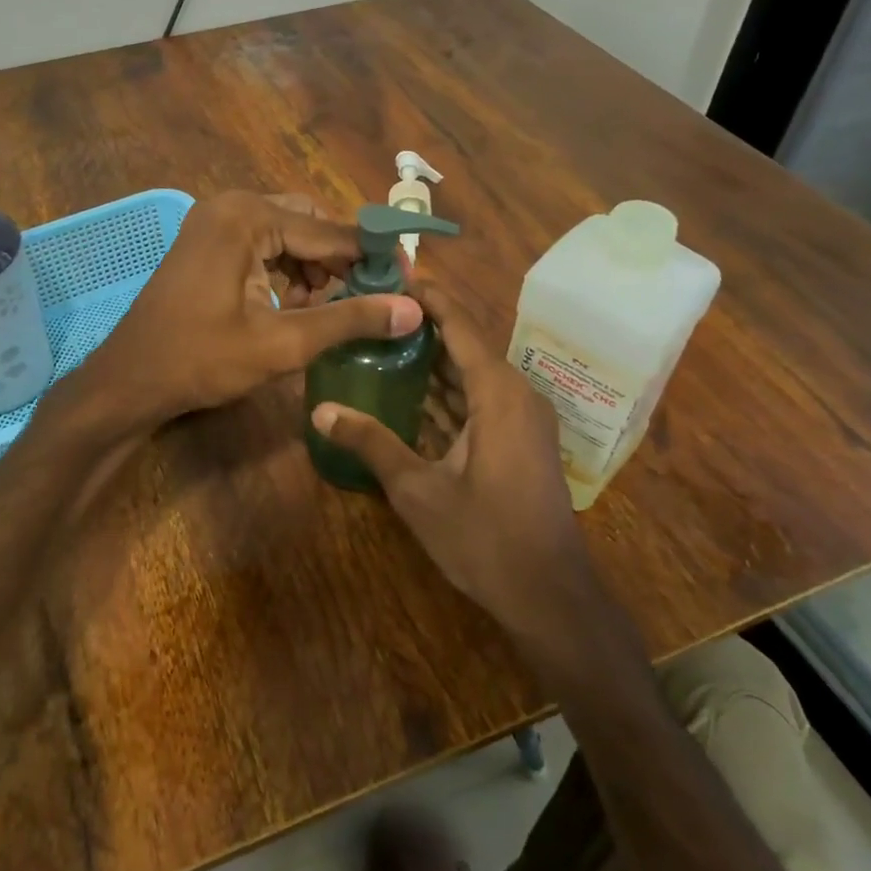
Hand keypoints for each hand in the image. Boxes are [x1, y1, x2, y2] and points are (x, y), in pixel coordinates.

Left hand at [83, 191, 422, 427]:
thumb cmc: (201, 360)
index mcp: (246, 217)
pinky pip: (262, 245)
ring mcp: (213, 222)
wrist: (130, 380)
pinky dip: (285, 270)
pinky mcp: (206, 243)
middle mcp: (230, 206)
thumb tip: (413, 309)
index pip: (328, 231)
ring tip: (330, 309)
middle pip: (308, 224)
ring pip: (286, 235)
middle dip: (339, 260)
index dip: (372, 255)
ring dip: (313, 267)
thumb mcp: (282, 343)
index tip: (409, 276)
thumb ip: (348, 320)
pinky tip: (295, 305)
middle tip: (369, 297)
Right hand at [308, 282, 612, 650]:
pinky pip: (481, 402)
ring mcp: (523, 420)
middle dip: (422, 328)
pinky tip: (410, 396)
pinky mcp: (521, 442)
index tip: (392, 274)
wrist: (550, 596)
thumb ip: (371, 443)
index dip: (428, 298)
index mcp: (499, 393)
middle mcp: (517, 395)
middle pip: (466, 346)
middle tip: (373, 312)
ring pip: (473, 376)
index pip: (460, 325)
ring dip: (433, 363)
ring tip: (382, 344)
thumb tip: (320, 410)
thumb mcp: (418, 490)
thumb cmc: (484, 538)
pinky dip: (448, 395)